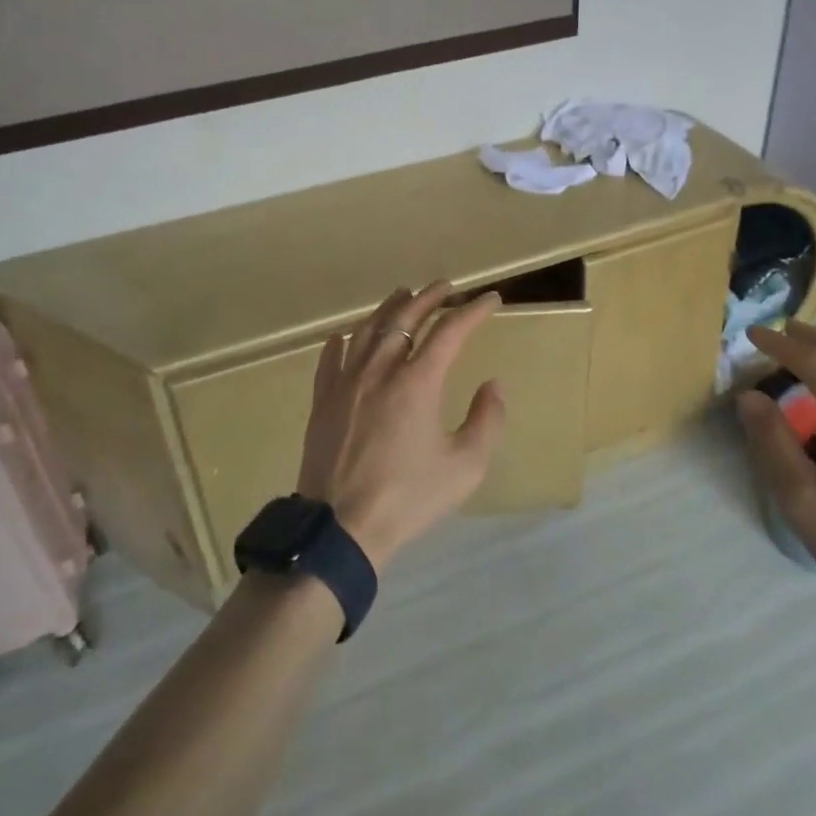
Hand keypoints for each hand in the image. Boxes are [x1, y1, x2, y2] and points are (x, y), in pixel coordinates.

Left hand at [297, 281, 507, 573]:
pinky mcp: (323, 400)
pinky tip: (345, 336)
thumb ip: (487, 421)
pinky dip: (343, 341)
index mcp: (418, 381)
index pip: (450, 330)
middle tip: (446, 286)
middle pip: (406, 317)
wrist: (340, 528)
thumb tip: (493, 385)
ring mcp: (346, 382)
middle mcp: (380, 369)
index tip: (490, 299)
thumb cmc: (408, 498)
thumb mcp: (465, 467)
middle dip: (430, 297)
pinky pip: (330, 358)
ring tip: (402, 295)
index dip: (473, 311)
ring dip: (389, 308)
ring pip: (368, 330)